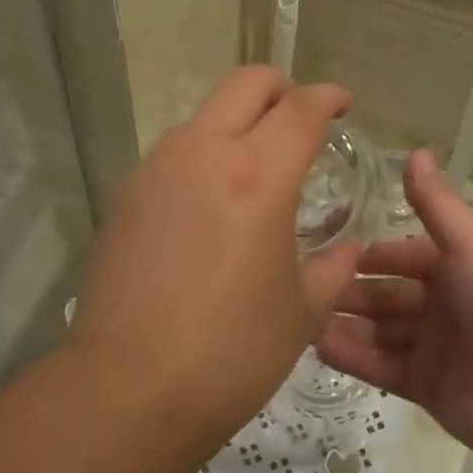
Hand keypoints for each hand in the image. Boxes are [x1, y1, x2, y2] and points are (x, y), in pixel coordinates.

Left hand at [69, 67, 362, 432]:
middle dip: (281, 89)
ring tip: (253, 171)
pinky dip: (201, 159)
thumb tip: (347, 248)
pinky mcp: (125, 195)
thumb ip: (332, 267)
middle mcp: (202, 153)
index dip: (328, 98)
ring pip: (203, 117)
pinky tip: (208, 207)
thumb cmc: (231, 352)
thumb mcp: (301, 312)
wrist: (128, 388)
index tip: (342, 104)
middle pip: (246, 84)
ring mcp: (155, 169)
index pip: (301, 109)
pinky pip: (172, 155)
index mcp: (258, 175)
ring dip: (236, 125)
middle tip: (300, 119)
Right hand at [315, 150, 472, 472]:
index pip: (405, 256)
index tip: (324, 247)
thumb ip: (438, 205)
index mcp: (461, 268)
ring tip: (296, 317)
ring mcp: (437, 350)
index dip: (370, 254)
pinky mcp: (430, 390)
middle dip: (349, 291)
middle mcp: (447, 305)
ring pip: (380, 333)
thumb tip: (413, 150)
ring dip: (343, 324)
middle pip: (387, 296)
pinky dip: (353, 358)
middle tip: (298, 286)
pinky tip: (316, 346)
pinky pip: (383, 369)